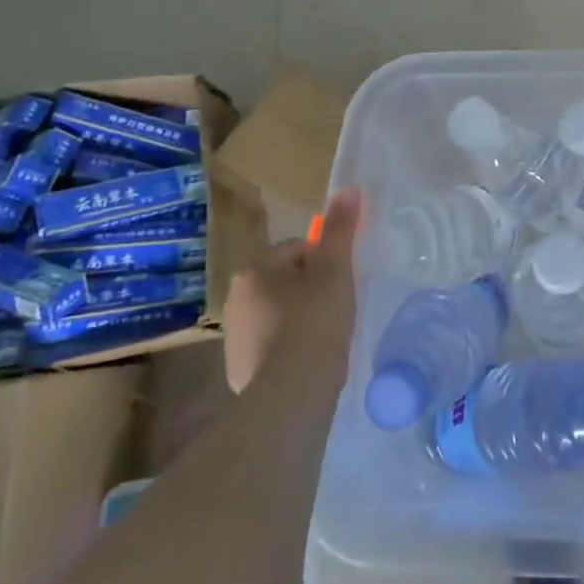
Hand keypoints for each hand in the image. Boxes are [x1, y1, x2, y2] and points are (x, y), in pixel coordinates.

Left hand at [221, 187, 360, 393]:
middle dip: (311, 290)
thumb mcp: (335, 269)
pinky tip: (311, 360)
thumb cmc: (315, 321)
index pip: (298, 249)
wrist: (291, 394)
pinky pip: (272, 346)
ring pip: (279, 314)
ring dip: (300, 319)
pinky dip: (290, 349)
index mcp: (255, 270)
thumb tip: (349, 189)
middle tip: (338, 308)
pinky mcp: (239, 371)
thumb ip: (340, 229)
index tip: (342, 283)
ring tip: (327, 336)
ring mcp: (234, 338)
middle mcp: (235, 299)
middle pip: (286, 281)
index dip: (327, 262)